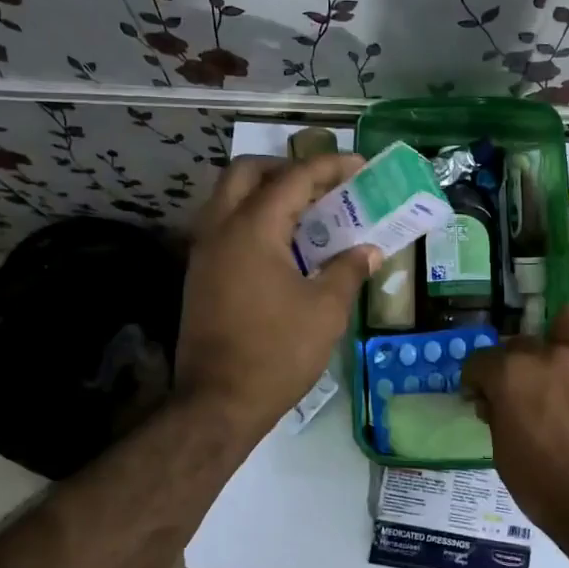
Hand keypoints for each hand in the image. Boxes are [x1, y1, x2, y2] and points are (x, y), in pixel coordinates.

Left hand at [176, 153, 379, 441]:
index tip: (359, 165)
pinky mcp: (199, 276)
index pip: (293, 178)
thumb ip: (348, 270)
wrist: (218, 402)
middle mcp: (220, 229)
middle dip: (286, 169)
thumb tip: (368, 251)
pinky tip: (283, 248)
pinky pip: (225, 227)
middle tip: (322, 185)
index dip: (329, 167)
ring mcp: (204, 253)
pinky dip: (253, 220)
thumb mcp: (325, 310)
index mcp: (253, 229)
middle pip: (247, 173)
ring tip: (307, 214)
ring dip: (265, 194)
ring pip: (229, 198)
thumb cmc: (277, 352)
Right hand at [462, 303, 568, 544]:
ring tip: (564, 363)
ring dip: (563, 336)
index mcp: (510, 374)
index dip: (476, 382)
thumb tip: (494, 403)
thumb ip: (497, 417)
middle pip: (522, 342)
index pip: (479, 361)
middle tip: (523, 394)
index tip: (480, 400)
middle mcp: (548, 356)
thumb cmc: (543, 486)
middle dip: (516, 364)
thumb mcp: (503, 454)